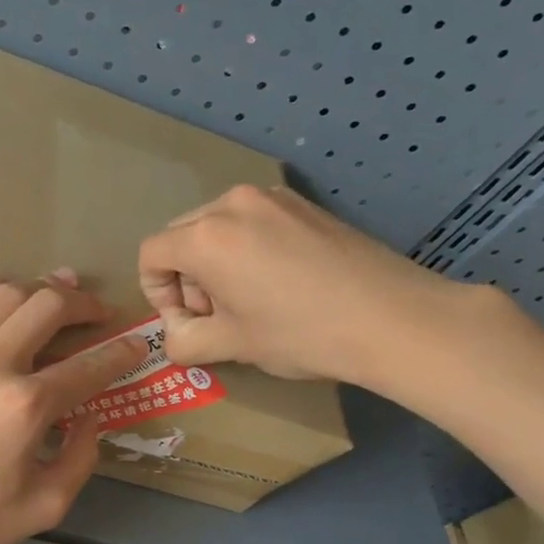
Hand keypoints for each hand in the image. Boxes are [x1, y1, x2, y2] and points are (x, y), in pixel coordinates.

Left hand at [0, 271, 146, 543]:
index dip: (121, 352)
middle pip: (49, 308)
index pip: (90, 366)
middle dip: (83, 304)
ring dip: (37, 289)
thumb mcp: (44, 507)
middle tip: (95, 312)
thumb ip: (80, 459)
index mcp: (26, 407)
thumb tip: (91, 416)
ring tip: (52, 293)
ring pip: (2, 296)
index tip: (134, 345)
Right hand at [137, 184, 474, 390]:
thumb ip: (183, 341)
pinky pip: (252, 223)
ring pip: (217, 228)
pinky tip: (278, 284)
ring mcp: (272, 199)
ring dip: (215, 265)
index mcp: (206, 237)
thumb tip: (176, 335)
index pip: (151, 255)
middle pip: (181, 236)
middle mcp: (232, 204)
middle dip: (186, 278)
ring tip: (249, 302)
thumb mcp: (231, 345)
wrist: (392, 319)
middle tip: (216, 316)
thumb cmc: (300, 334)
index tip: (186, 322)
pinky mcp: (303, 205)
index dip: (156, 293)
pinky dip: (246, 251)